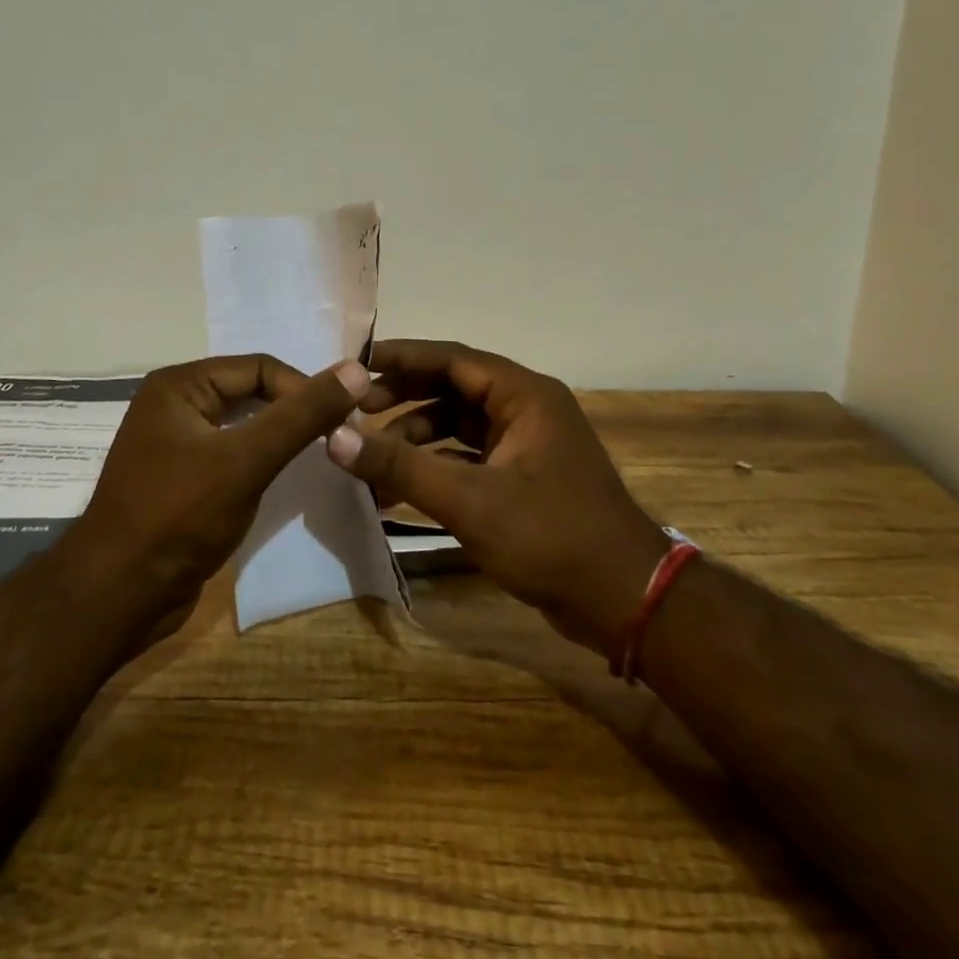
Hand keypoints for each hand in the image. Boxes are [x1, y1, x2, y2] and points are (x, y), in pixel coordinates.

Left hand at [73, 354, 370, 621]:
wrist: (118, 595)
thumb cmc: (179, 516)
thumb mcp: (246, 459)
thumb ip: (302, 414)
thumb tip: (356, 369)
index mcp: (179, 385)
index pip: (259, 367)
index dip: (303, 389)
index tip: (341, 422)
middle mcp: (174, 405)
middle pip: (251, 392)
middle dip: (293, 412)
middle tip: (336, 438)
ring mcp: (175, 444)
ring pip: (243, 426)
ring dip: (280, 437)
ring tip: (319, 456)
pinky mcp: (181, 479)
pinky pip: (231, 455)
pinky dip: (260, 461)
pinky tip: (284, 479)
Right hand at [326, 340, 665, 654]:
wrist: (624, 600)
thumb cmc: (550, 536)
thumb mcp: (468, 500)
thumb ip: (400, 466)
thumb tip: (334, 437)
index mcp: (524, 395)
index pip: (452, 358)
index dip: (401, 358)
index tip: (354, 366)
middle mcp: (526, 410)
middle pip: (453, 388)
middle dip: (403, 399)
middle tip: (355, 413)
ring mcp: (526, 445)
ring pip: (457, 426)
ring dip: (415, 440)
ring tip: (372, 463)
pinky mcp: (522, 478)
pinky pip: (468, 458)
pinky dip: (435, 468)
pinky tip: (399, 492)